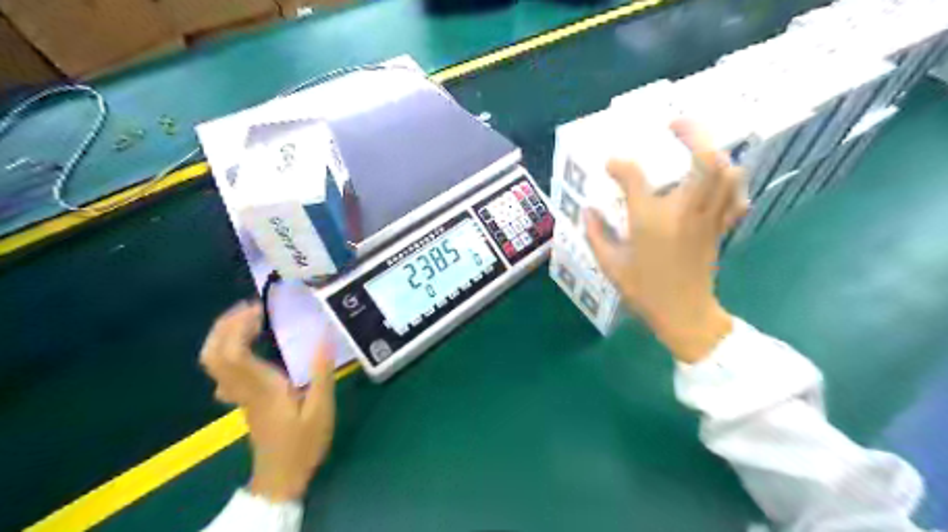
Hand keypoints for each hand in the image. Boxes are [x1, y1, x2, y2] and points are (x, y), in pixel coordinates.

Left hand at [198, 302, 334, 499]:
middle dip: (225, 325)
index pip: (233, 352)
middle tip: (251, 307)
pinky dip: (228, 348)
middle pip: (213, 353)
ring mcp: (238, 394)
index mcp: (262, 387)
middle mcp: (243, 387)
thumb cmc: (304, 442)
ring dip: (224, 334)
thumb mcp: (321, 408)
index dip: (239, 326)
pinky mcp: (241, 398)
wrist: (282, 476)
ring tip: (250, 318)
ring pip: (213, 361)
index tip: (260, 309)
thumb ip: (320, 372)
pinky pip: (222, 368)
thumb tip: (323, 334)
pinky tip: (249, 343)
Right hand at [587, 118, 748, 362]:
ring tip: (697, 148)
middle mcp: (684, 212)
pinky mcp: (720, 228)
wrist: (683, 315)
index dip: (620, 165)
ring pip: (727, 173)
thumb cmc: (644, 290)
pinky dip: (731, 182)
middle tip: (675, 123)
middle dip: (693, 133)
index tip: (611, 164)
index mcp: (650, 221)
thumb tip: (587, 210)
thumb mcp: (610, 265)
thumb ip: (595, 234)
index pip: (634, 178)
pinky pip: (736, 196)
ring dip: (715, 152)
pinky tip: (719, 180)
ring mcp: (708, 218)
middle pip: (705, 161)